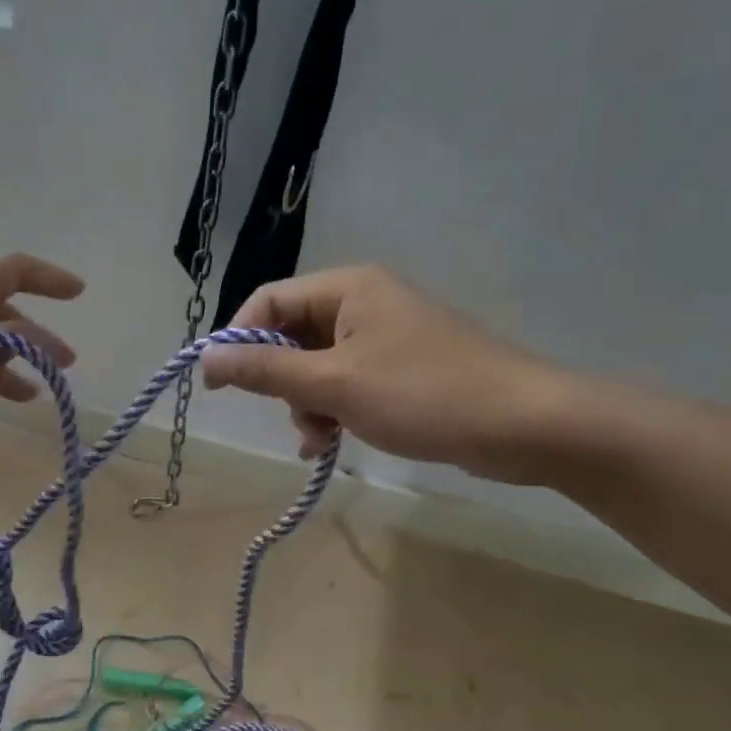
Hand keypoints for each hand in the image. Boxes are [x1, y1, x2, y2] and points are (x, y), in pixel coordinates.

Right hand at [200, 266, 582, 483]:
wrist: (524, 425)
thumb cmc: (422, 394)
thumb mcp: (333, 384)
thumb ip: (266, 371)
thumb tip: (205, 358)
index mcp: (347, 287)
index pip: (268, 302)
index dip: (237, 341)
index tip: (218, 387)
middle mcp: (363, 302)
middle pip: (291, 334)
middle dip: (281, 381)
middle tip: (291, 417)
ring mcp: (385, 336)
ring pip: (317, 365)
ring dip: (307, 403)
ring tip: (320, 439)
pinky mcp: (402, 368)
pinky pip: (346, 383)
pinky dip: (333, 410)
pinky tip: (332, 442)